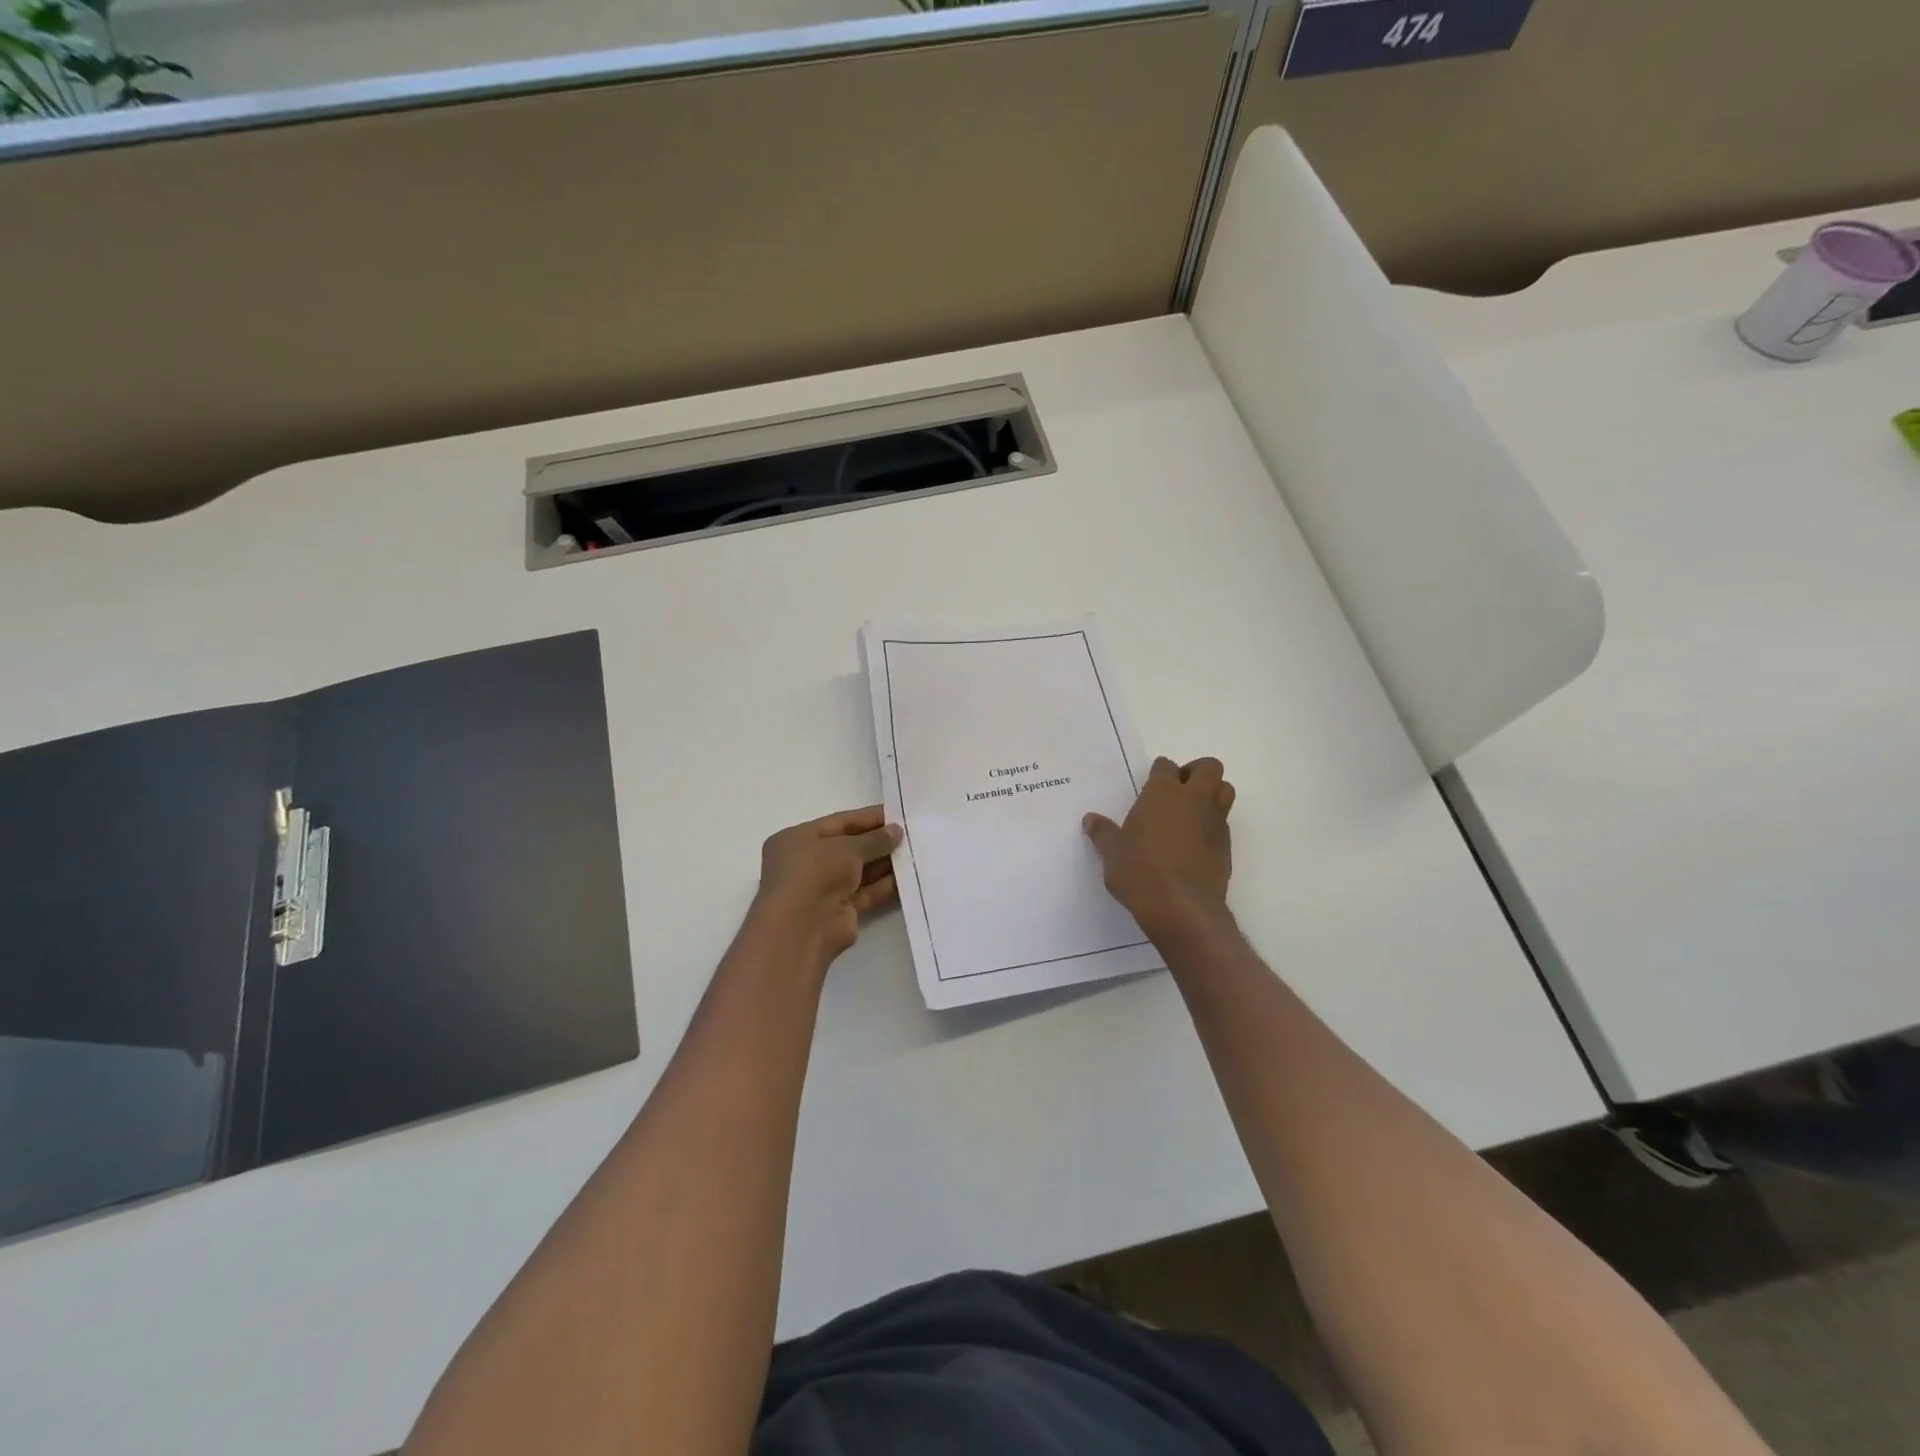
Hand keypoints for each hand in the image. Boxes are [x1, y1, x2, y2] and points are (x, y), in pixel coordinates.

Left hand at [752, 806, 902, 966]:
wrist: (803, 927)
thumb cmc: (815, 872)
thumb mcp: (847, 847)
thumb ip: (874, 839)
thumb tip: (897, 831)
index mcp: (797, 840)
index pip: (838, 823)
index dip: (868, 818)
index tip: (896, 814)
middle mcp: (807, 863)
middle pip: (849, 848)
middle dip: (878, 842)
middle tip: (911, 834)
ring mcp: (822, 889)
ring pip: (859, 872)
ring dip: (884, 863)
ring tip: (915, 853)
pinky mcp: (839, 912)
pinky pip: (865, 893)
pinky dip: (884, 886)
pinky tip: (908, 877)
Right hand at [1084, 757, 1235, 940]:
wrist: (1181, 908)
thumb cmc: (1140, 872)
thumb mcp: (1112, 854)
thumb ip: (1103, 833)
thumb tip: (1090, 820)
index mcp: (1162, 793)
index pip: (1166, 766)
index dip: (1159, 772)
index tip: (1151, 784)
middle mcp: (1193, 800)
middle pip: (1209, 767)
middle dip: (1196, 772)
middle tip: (1179, 790)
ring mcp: (1214, 822)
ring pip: (1226, 790)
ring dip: (1213, 794)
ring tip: (1191, 813)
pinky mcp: (1226, 847)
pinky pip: (1224, 823)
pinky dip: (1213, 826)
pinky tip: (1195, 844)